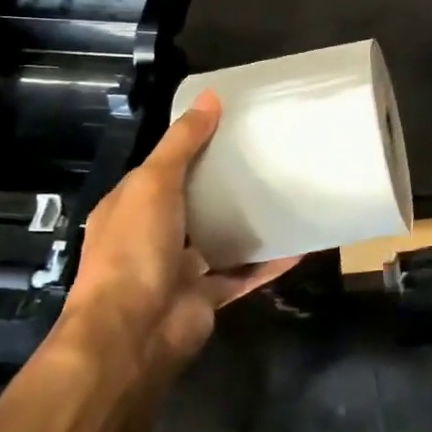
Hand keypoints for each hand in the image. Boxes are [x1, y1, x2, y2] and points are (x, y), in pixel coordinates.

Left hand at [58, 91, 297, 372]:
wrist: (132, 335)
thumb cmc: (134, 248)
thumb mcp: (153, 183)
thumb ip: (183, 142)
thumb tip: (212, 96)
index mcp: (132, 206)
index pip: (165, 167)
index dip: (194, 145)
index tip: (234, 125)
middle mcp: (153, 235)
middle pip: (195, 202)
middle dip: (225, 184)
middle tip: (269, 156)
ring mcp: (180, 269)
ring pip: (220, 239)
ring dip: (248, 223)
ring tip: (286, 195)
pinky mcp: (207, 297)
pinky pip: (243, 275)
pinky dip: (268, 263)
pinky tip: (299, 244)